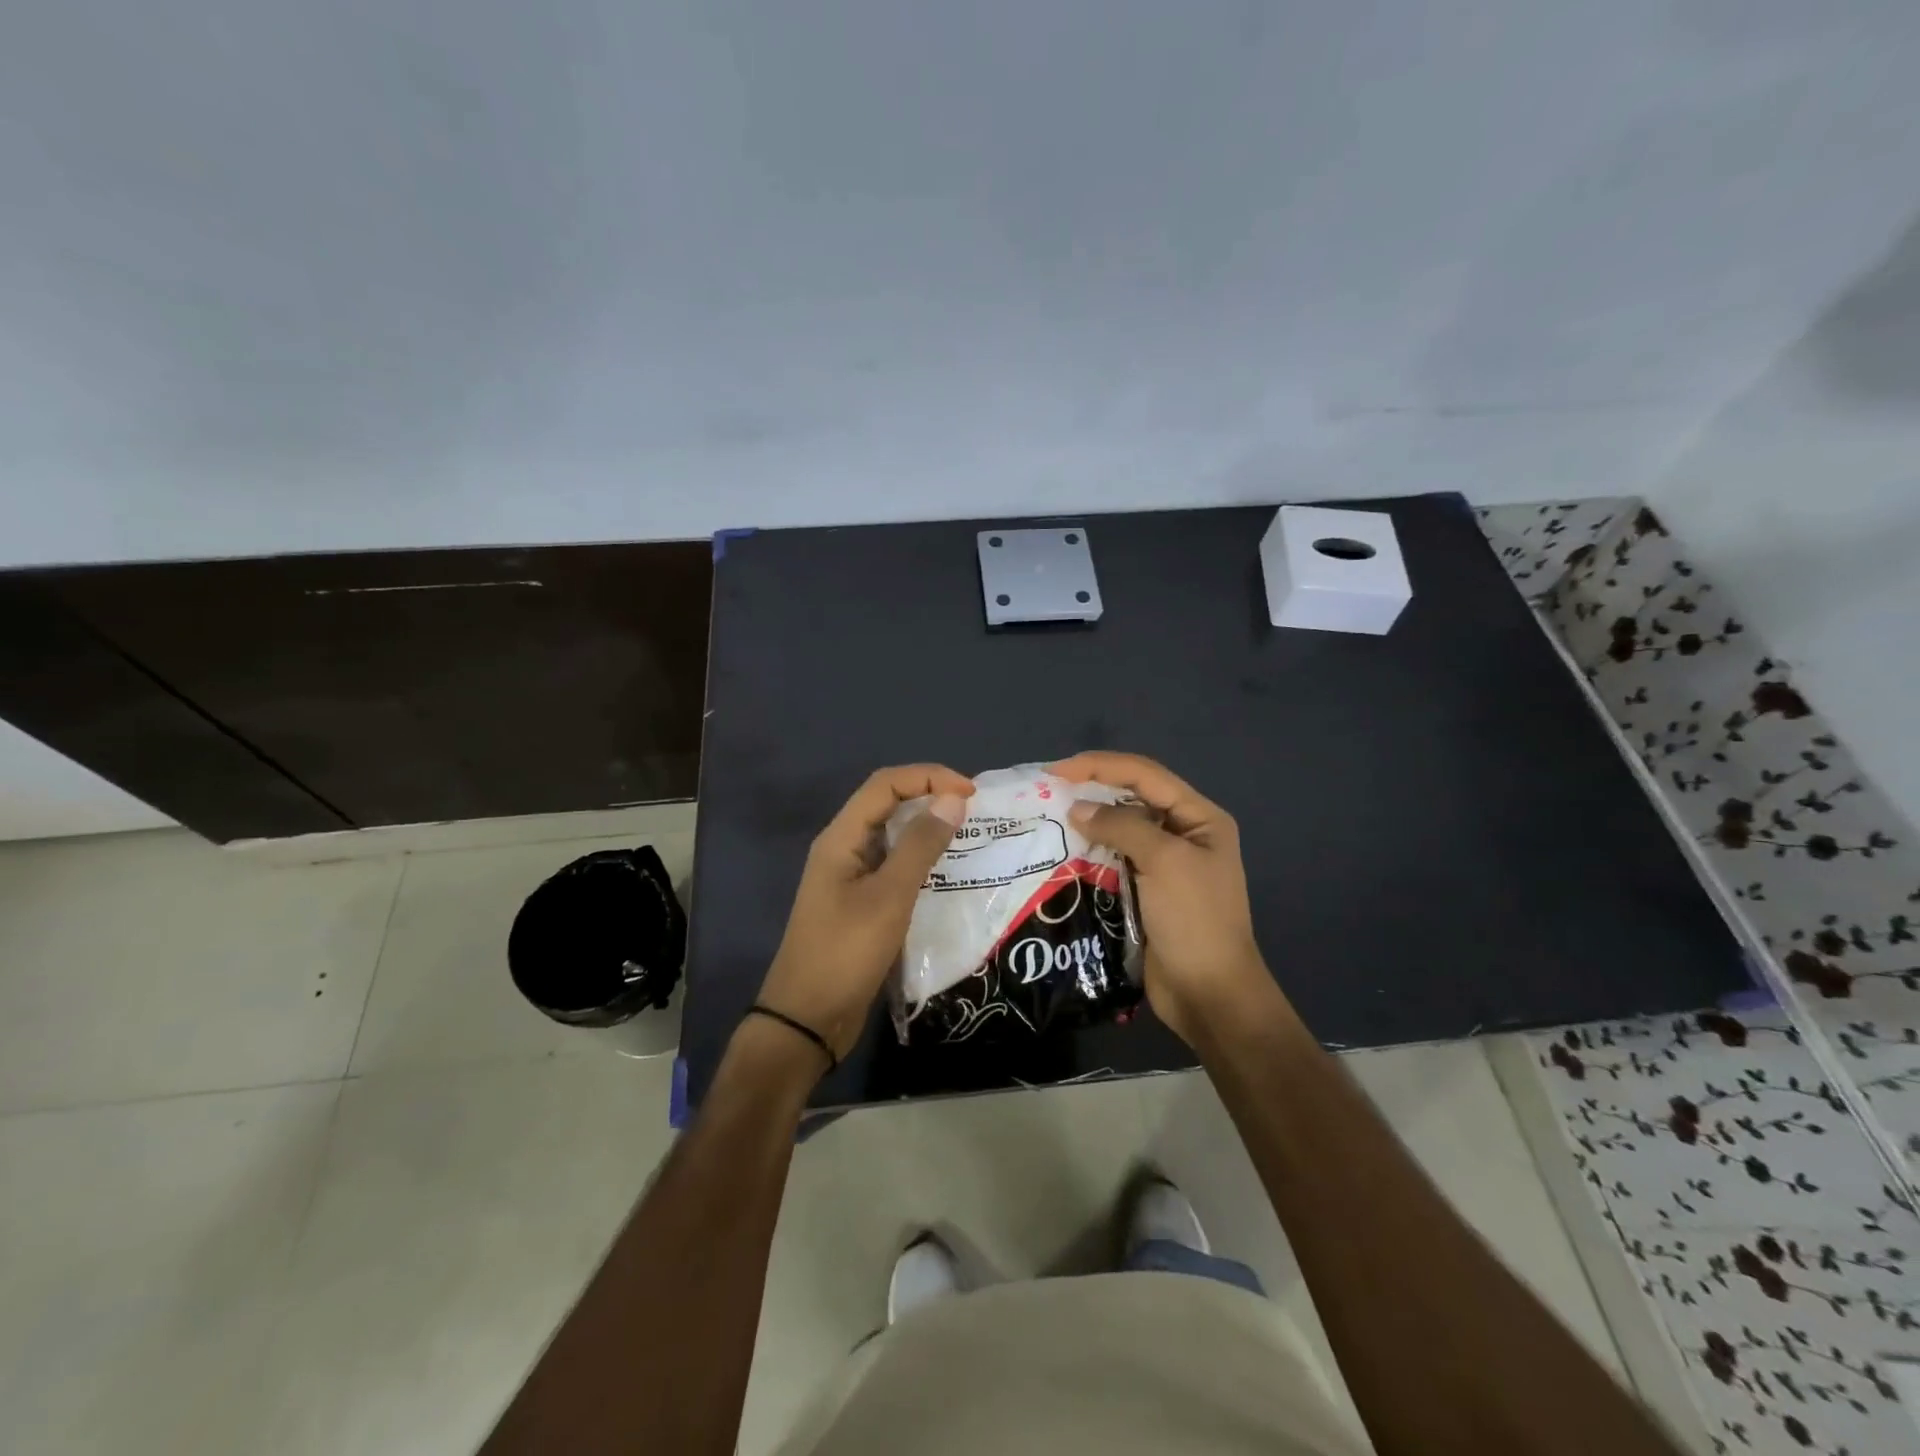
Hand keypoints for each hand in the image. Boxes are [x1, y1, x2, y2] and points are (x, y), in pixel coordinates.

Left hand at [756, 764, 973, 1064]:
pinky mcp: (859, 903)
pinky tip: (947, 874)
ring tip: (968, 837)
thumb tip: (952, 799)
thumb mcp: (890, 896)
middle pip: (887, 804)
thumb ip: (921, 845)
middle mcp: (843, 849)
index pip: (885, 785)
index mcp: (841, 838)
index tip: (970, 794)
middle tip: (973, 812)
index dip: (928, 777)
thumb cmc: (846, 952)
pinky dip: (920, 861)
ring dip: (927, 829)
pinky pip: (893, 867)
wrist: (807, 1020)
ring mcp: (849, 877)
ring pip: (892, 836)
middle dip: (929, 797)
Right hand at [1052, 751, 1275, 1045]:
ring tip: (1047, 818)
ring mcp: (1163, 864)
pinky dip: (1088, 851)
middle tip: (1046, 792)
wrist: (1209, 994)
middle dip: (1091, 789)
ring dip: (1086, 822)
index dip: (1100, 766)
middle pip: (1131, 797)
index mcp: (1199, 818)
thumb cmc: (1194, 920)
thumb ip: (1121, 826)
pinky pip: (1112, 859)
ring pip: (1118, 829)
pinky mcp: (1143, 890)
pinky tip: (1061, 851)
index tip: (1056, 771)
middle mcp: (1182, 833)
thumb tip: (1076, 808)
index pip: (1145, 775)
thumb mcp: (1164, 862)